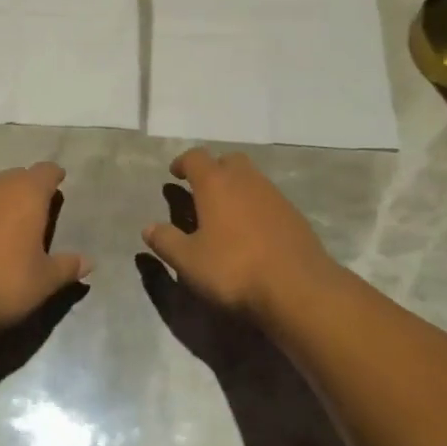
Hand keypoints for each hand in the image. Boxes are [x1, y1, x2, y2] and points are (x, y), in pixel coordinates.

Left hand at [0, 162, 90, 333]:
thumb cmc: (3, 284)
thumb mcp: (44, 281)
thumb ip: (67, 267)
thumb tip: (88, 262)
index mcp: (26, 196)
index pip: (45, 172)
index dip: (53, 176)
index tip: (58, 181)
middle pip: (15, 177)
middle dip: (26, 187)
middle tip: (34, 207)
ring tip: (4, 224)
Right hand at [142, 149, 337, 316]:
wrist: (297, 287)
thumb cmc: (234, 269)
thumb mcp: (188, 261)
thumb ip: (166, 241)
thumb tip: (148, 228)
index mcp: (215, 184)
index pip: (196, 158)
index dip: (182, 162)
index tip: (175, 174)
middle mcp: (246, 180)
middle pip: (228, 160)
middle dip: (213, 169)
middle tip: (201, 191)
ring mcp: (274, 195)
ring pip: (251, 178)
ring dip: (236, 187)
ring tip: (225, 214)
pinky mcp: (294, 215)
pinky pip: (268, 199)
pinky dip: (255, 206)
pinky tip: (251, 231)